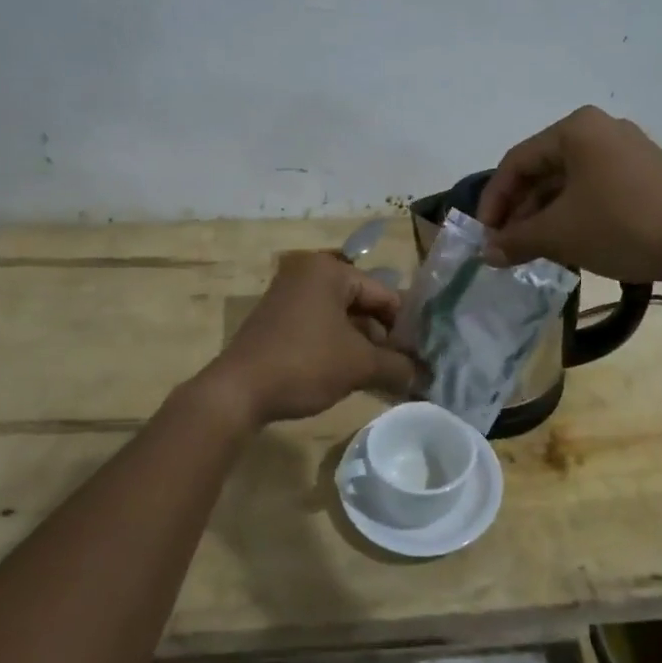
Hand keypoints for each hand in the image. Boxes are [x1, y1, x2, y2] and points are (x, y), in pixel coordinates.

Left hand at [205, 251, 417, 425]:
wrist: (238, 391)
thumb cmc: (304, 364)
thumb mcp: (359, 365)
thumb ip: (397, 366)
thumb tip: (424, 376)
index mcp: (329, 271)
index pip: (384, 294)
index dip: (405, 328)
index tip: (419, 358)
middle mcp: (307, 274)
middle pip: (362, 305)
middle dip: (382, 339)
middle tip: (401, 370)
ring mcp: (288, 296)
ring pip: (341, 319)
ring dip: (362, 347)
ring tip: (380, 377)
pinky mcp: (276, 320)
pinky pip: (319, 328)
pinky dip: (337, 348)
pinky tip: (349, 375)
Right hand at [477, 106, 661, 282]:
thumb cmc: (624, 226)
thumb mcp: (561, 234)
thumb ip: (516, 240)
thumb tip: (486, 253)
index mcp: (575, 129)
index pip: (516, 162)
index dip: (494, 201)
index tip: (484, 236)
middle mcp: (600, 129)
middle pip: (542, 170)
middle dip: (520, 211)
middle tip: (506, 247)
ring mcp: (626, 150)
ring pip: (568, 182)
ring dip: (545, 216)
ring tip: (533, 251)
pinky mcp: (645, 173)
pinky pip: (594, 188)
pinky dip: (573, 214)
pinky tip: (567, 243)